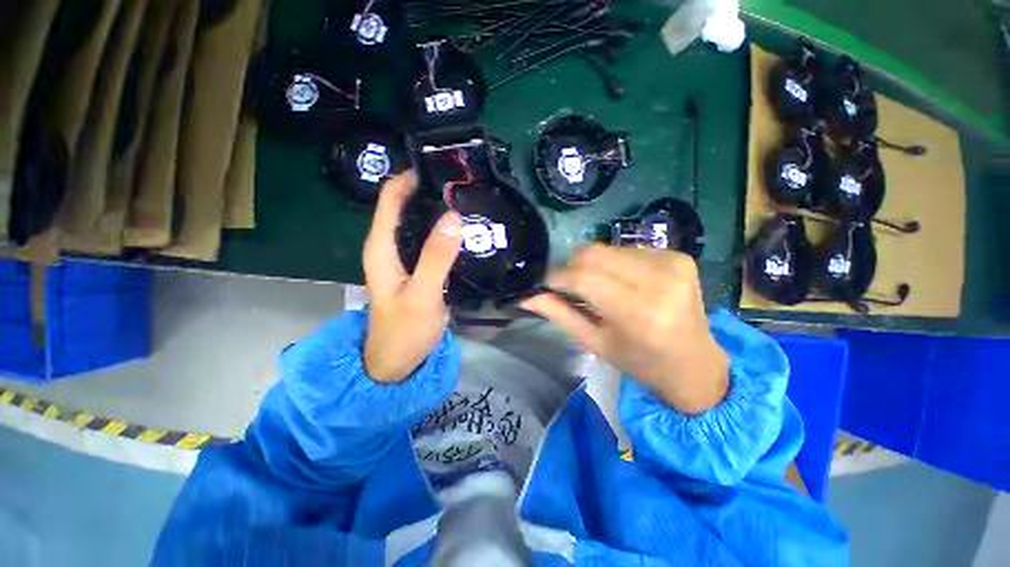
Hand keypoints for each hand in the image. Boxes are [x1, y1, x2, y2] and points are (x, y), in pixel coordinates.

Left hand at [363, 171, 462, 382]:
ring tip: (470, 202)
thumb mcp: (422, 294)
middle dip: (431, 191)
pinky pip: (430, 240)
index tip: (443, 167)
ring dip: (439, 210)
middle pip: (406, 205)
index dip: (411, 177)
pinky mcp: (418, 267)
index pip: (391, 197)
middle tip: (465, 184)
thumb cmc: (404, 331)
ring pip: (419, 222)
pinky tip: (465, 230)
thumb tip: (454, 216)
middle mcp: (389, 246)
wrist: (398, 361)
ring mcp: (404, 257)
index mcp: (381, 246)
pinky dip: (445, 231)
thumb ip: (436, 257)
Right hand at [521, 245, 728, 413]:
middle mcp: (660, 282)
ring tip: (598, 287)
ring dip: (594, 265)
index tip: (545, 283)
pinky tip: (622, 281)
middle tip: (568, 285)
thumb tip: (527, 298)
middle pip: (595, 255)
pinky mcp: (679, 257)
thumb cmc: (641, 362)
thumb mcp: (596, 343)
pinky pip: (629, 250)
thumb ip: (560, 315)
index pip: (584, 279)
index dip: (557, 277)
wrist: (695, 364)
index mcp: (639, 314)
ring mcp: (673, 264)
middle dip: (573, 267)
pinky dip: (615, 263)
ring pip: (609, 249)